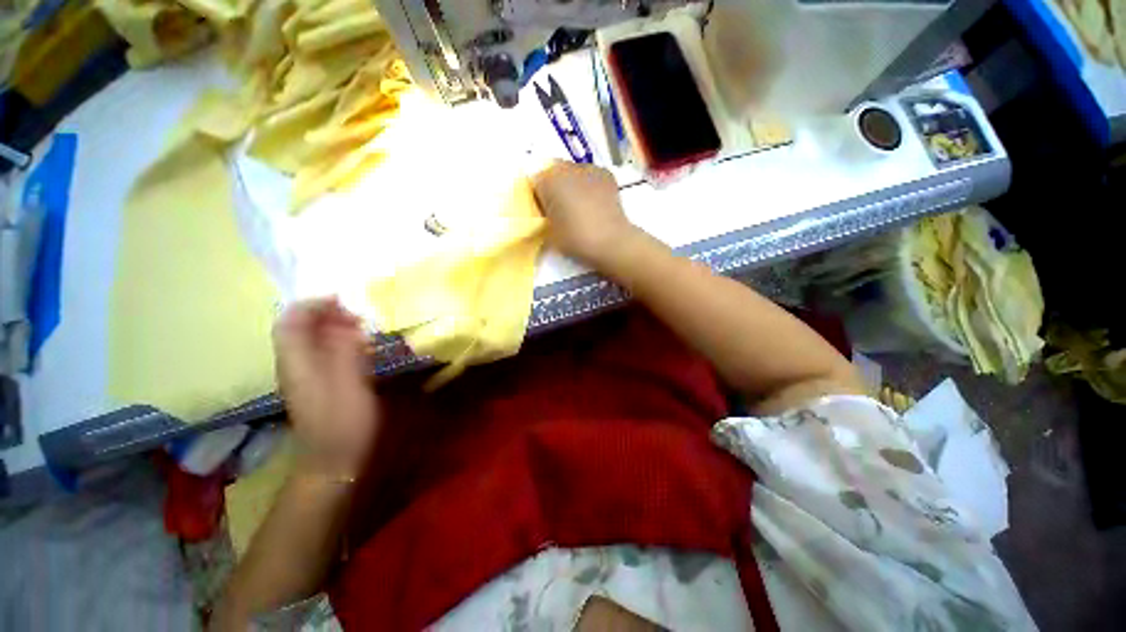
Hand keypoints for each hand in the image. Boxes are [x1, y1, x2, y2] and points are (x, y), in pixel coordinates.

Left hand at [273, 298, 379, 478]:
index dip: (311, 304)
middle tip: (356, 312)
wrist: (333, 461)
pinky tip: (359, 347)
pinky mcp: (319, 385)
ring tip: (361, 325)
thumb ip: (347, 351)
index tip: (340, 297)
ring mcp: (306, 376)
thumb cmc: (344, 422)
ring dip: (333, 327)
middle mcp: (295, 365)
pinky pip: (323, 354)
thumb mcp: (350, 384)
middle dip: (324, 313)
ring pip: (312, 340)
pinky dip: (339, 343)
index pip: (290, 322)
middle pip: (299, 329)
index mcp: (297, 363)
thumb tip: (348, 323)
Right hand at [531, 161, 639, 267]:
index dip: (538, 198)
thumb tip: (549, 214)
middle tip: (560, 210)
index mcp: (547, 180)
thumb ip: (544, 219)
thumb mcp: (549, 234)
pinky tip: (594, 203)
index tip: (544, 213)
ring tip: (580, 207)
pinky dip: (590, 186)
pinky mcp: (607, 174)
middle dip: (555, 188)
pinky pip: (591, 176)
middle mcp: (566, 168)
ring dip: (573, 185)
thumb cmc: (575, 239)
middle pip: (554, 173)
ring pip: (573, 173)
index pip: (534, 183)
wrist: (610, 241)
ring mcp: (588, 168)